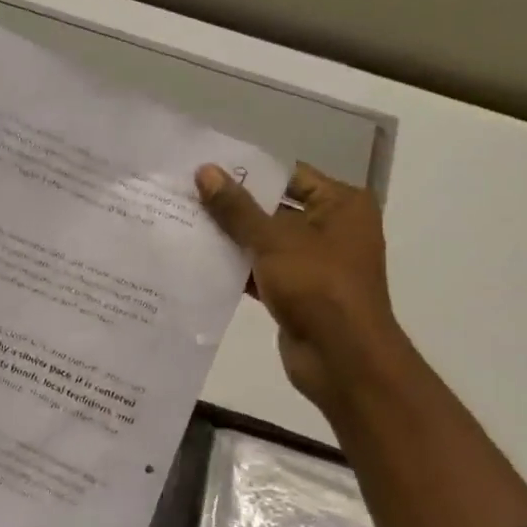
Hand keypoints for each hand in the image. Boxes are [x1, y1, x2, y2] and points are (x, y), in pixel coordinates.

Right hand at [195, 162, 405, 410]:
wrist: (342, 358)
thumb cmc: (317, 286)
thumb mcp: (273, 240)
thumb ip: (236, 208)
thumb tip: (204, 171)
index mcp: (341, 205)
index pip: (289, 175)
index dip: (248, 171)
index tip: (205, 167)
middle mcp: (332, 228)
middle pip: (274, 207)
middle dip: (233, 205)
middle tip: (186, 194)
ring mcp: (314, 263)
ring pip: (264, 241)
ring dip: (230, 237)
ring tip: (183, 222)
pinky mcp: (297, 291)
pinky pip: (261, 270)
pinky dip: (236, 266)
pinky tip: (197, 259)